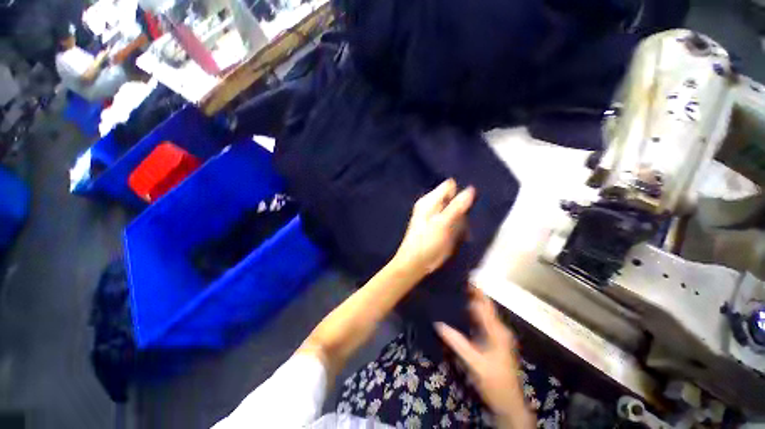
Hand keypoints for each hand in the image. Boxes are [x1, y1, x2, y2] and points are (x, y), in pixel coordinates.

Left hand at [393, 179, 474, 275]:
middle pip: (453, 197)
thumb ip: (456, 207)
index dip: (460, 191)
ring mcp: (436, 216)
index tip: (471, 202)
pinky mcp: (440, 227)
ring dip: (462, 216)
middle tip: (468, 217)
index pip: (449, 186)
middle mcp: (432, 206)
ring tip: (465, 227)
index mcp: (430, 201)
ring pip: (454, 209)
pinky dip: (459, 224)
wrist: (415, 263)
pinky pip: (453, 220)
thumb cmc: (426, 242)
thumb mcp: (442, 224)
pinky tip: (463, 232)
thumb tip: (471, 189)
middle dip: (463, 204)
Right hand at [436, 289, 533, 428]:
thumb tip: (438, 323)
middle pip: (484, 306)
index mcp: (497, 331)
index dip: (475, 290)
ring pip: (482, 314)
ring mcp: (496, 335)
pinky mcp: (492, 341)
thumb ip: (457, 342)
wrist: (508, 404)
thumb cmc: (495, 383)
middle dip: (471, 294)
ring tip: (453, 293)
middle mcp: (498, 329)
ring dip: (470, 303)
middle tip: (453, 284)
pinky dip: (471, 314)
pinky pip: (480, 322)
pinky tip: (459, 313)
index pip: (485, 304)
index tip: (461, 278)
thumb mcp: (475, 363)